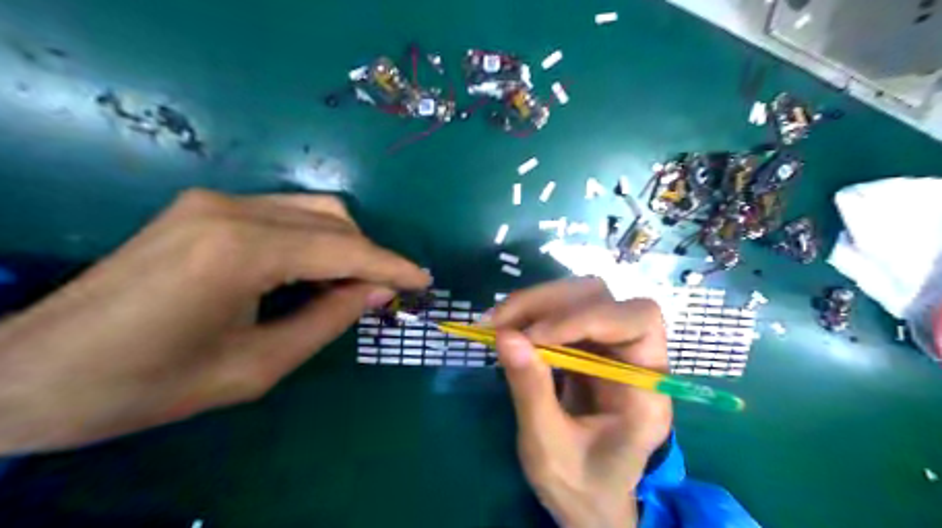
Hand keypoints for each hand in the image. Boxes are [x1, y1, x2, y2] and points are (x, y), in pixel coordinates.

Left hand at [0, 189, 428, 453]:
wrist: (33, 372)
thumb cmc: (148, 385)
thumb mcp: (257, 367)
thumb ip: (328, 320)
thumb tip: (377, 291)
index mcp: (242, 251)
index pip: (345, 248)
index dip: (391, 266)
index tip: (425, 280)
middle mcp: (231, 210)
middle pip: (333, 219)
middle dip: (369, 255)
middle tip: (383, 294)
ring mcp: (213, 201)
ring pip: (311, 210)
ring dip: (343, 245)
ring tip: (349, 286)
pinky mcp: (201, 207)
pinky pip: (282, 214)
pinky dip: (311, 240)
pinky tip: (309, 272)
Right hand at [494, 279, 669, 525]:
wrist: (589, 497)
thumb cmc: (580, 484)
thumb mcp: (548, 447)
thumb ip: (531, 391)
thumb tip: (505, 335)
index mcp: (647, 390)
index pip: (638, 322)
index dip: (586, 317)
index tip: (533, 335)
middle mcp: (636, 357)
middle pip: (604, 298)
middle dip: (550, 303)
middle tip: (500, 321)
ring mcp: (609, 347)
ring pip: (580, 297)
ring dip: (535, 303)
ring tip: (496, 323)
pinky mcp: (586, 346)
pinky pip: (560, 313)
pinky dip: (530, 314)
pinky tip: (506, 328)